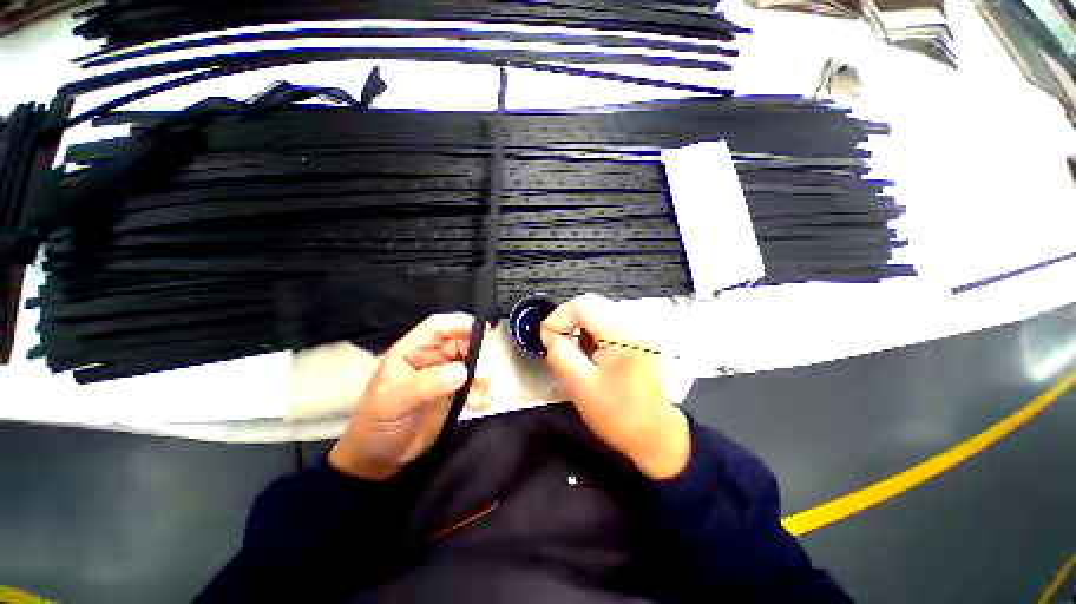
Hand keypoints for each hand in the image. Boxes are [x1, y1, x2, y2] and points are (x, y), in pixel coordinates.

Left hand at [329, 313, 489, 479]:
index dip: (459, 324)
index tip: (483, 332)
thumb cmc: (375, 427)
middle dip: (476, 351)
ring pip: (471, 362)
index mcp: (410, 351)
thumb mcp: (391, 404)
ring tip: (480, 393)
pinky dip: (482, 391)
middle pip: (460, 341)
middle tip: (484, 369)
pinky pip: (475, 384)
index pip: (437, 327)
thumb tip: (461, 372)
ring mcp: (444, 376)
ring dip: (481, 374)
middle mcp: (430, 358)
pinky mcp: (455, 393)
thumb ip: (424, 385)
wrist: (378, 463)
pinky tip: (479, 404)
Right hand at [540, 294, 689, 479]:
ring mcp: (640, 329)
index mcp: (623, 334)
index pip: (583, 305)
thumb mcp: (580, 386)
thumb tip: (550, 334)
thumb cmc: (618, 414)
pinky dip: (593, 333)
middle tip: (558, 345)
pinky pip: (608, 323)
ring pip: (598, 312)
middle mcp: (635, 324)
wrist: (654, 434)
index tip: (548, 338)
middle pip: (592, 304)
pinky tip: (592, 354)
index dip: (559, 317)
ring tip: (576, 353)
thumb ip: (560, 354)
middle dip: (569, 322)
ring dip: (580, 328)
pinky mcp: (638, 337)